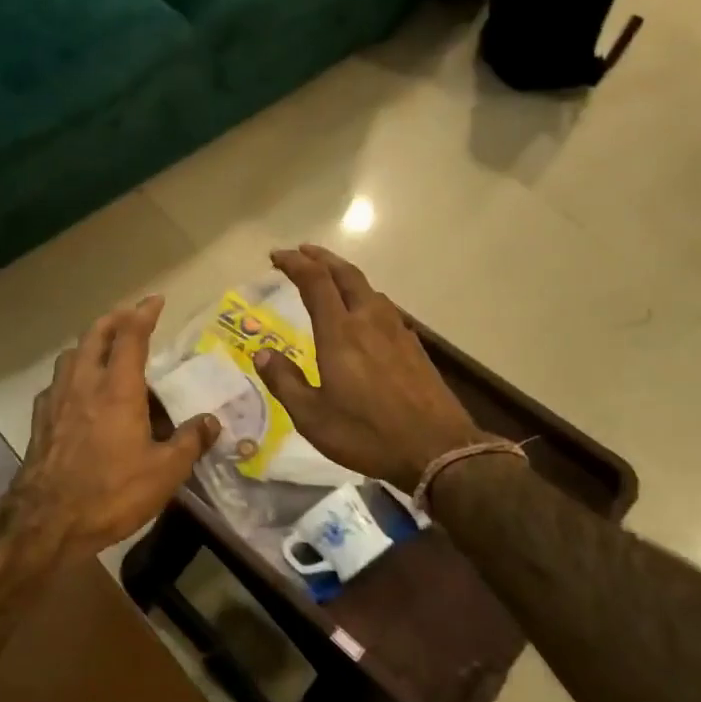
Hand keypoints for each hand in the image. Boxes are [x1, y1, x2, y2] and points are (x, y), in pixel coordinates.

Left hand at [4, 295, 218, 561]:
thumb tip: (211, 422)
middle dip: (114, 319)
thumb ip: (190, 442)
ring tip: (105, 349)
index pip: (131, 336)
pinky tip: (79, 392)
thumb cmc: (111, 493)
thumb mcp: (164, 472)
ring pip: (71, 355)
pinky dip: (72, 374)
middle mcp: (84, 384)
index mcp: (117, 389)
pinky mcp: (40, 420)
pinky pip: (57, 383)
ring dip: (90, 343)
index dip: (144, 313)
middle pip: (95, 335)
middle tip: (130, 315)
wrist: (46, 521)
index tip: (156, 300)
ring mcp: (56, 400)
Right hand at [254, 245, 491, 492]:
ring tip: (330, 280)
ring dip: (345, 276)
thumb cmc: (367, 434)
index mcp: (340, 333)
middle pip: (346, 274)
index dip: (294, 263)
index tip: (276, 256)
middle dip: (321, 258)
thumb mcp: (312, 417)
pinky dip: (365, 298)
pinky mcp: (414, 347)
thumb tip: (262, 353)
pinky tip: (364, 316)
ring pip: (369, 289)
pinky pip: (384, 309)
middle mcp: (369, 321)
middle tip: (302, 252)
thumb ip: (285, 381)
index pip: (315, 282)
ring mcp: (397, 332)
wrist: (438, 449)